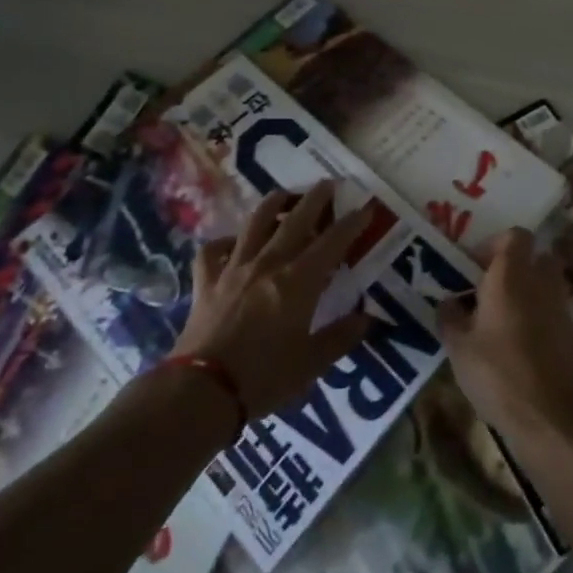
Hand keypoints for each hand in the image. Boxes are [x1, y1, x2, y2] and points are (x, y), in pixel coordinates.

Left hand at [172, 181, 373, 419]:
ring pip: (255, 223)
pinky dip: (224, 242)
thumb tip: (368, 318)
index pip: (332, 242)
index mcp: (299, 281)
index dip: (351, 224)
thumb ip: (341, 337)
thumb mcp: (312, 364)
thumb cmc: (264, 378)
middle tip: (328, 183)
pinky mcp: (207, 281)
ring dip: (272, 204)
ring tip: (283, 195)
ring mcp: (234, 267)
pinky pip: (214, 250)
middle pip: (295, 220)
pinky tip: (232, 243)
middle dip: (315, 199)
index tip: (366, 208)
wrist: (203, 390)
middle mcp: (269, 263)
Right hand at [436, 228, 572, 449]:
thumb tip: (448, 302)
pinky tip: (517, 344)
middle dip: (514, 267)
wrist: (550, 417)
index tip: (475, 266)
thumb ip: (450, 317)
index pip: (515, 235)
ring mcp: (561, 307)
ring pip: (545, 284)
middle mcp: (541, 281)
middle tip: (489, 289)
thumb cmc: (498, 372)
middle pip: (534, 257)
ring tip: (500, 319)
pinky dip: (538, 318)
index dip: (495, 244)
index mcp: (512, 274)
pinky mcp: (572, 334)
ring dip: (527, 293)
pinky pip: (552, 311)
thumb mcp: (458, 346)